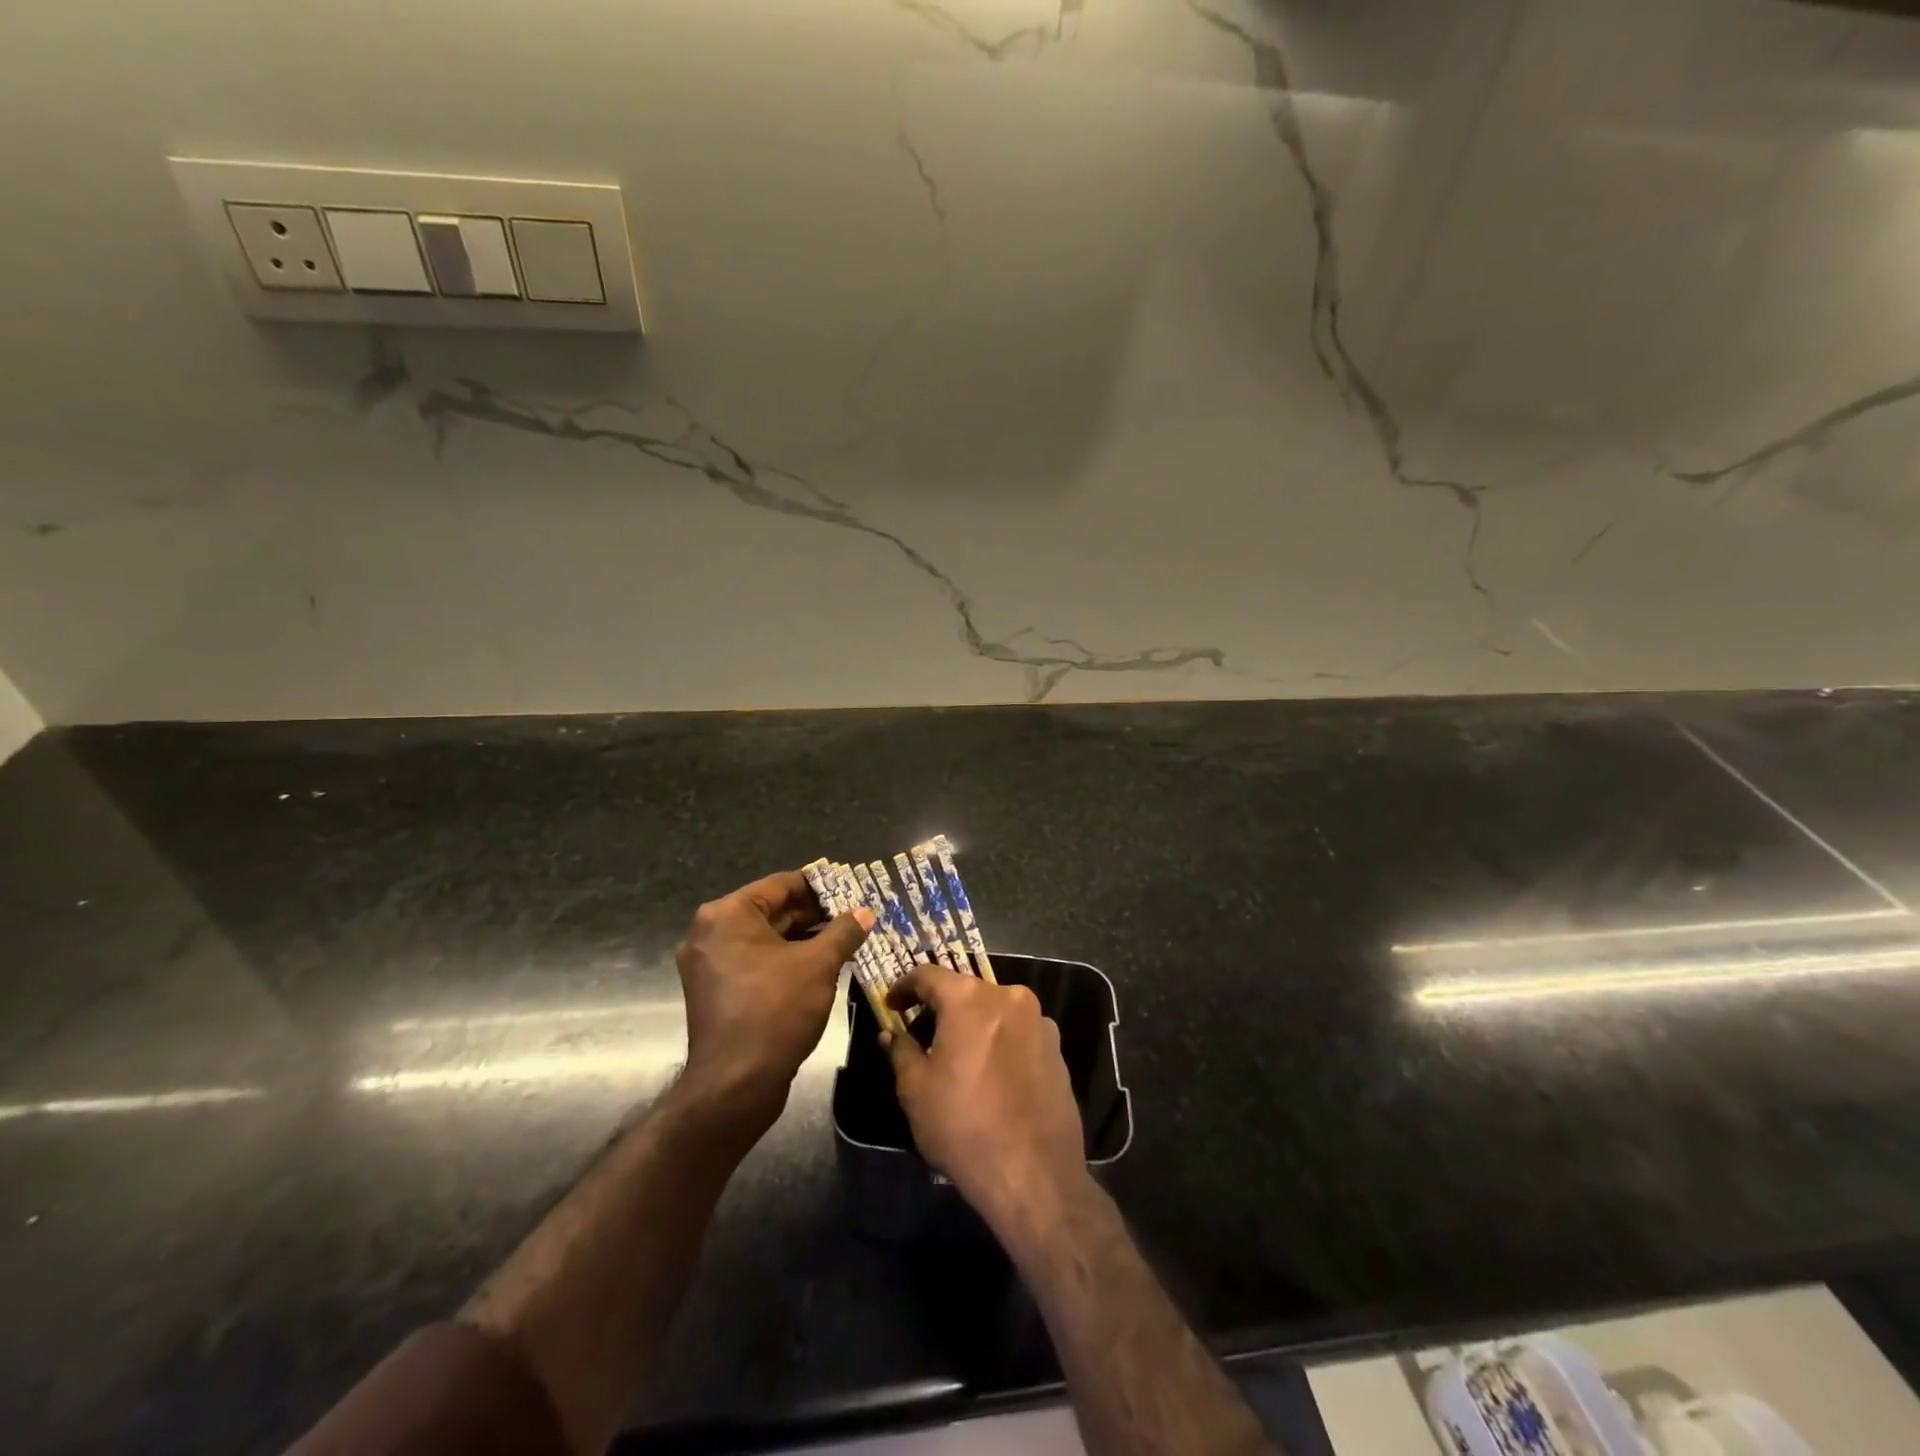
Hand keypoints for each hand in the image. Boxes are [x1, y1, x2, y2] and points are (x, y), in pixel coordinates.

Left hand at [675, 870, 873, 1124]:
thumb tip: (866, 911)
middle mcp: (710, 933)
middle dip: (814, 915)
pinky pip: (756, 962)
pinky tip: (821, 966)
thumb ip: (844, 931)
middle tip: (854, 916)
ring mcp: (710, 965)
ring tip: (845, 939)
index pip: (781, 885)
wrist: (735, 1085)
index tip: (852, 888)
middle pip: (772, 911)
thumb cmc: (775, 1011)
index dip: (820, 886)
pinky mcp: (717, 992)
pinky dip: (786, 960)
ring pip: (766, 939)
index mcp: (727, 915)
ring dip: (803, 939)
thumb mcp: (819, 965)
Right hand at [882, 967, 1089, 1238]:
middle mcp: (1008, 996)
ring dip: (972, 1024)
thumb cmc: (964, 1127)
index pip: (928, 975)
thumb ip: (900, 1051)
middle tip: (920, 1034)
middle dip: (939, 1008)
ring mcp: (1039, 1020)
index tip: (892, 1005)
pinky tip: (989, 1074)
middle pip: (965, 990)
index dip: (904, 987)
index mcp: (970, 999)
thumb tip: (892, 1034)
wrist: (1035, 1175)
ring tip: (956, 1057)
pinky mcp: (1057, 1047)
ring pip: (994, 1010)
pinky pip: (1017, 1031)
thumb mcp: (915, 1090)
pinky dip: (998, 1040)